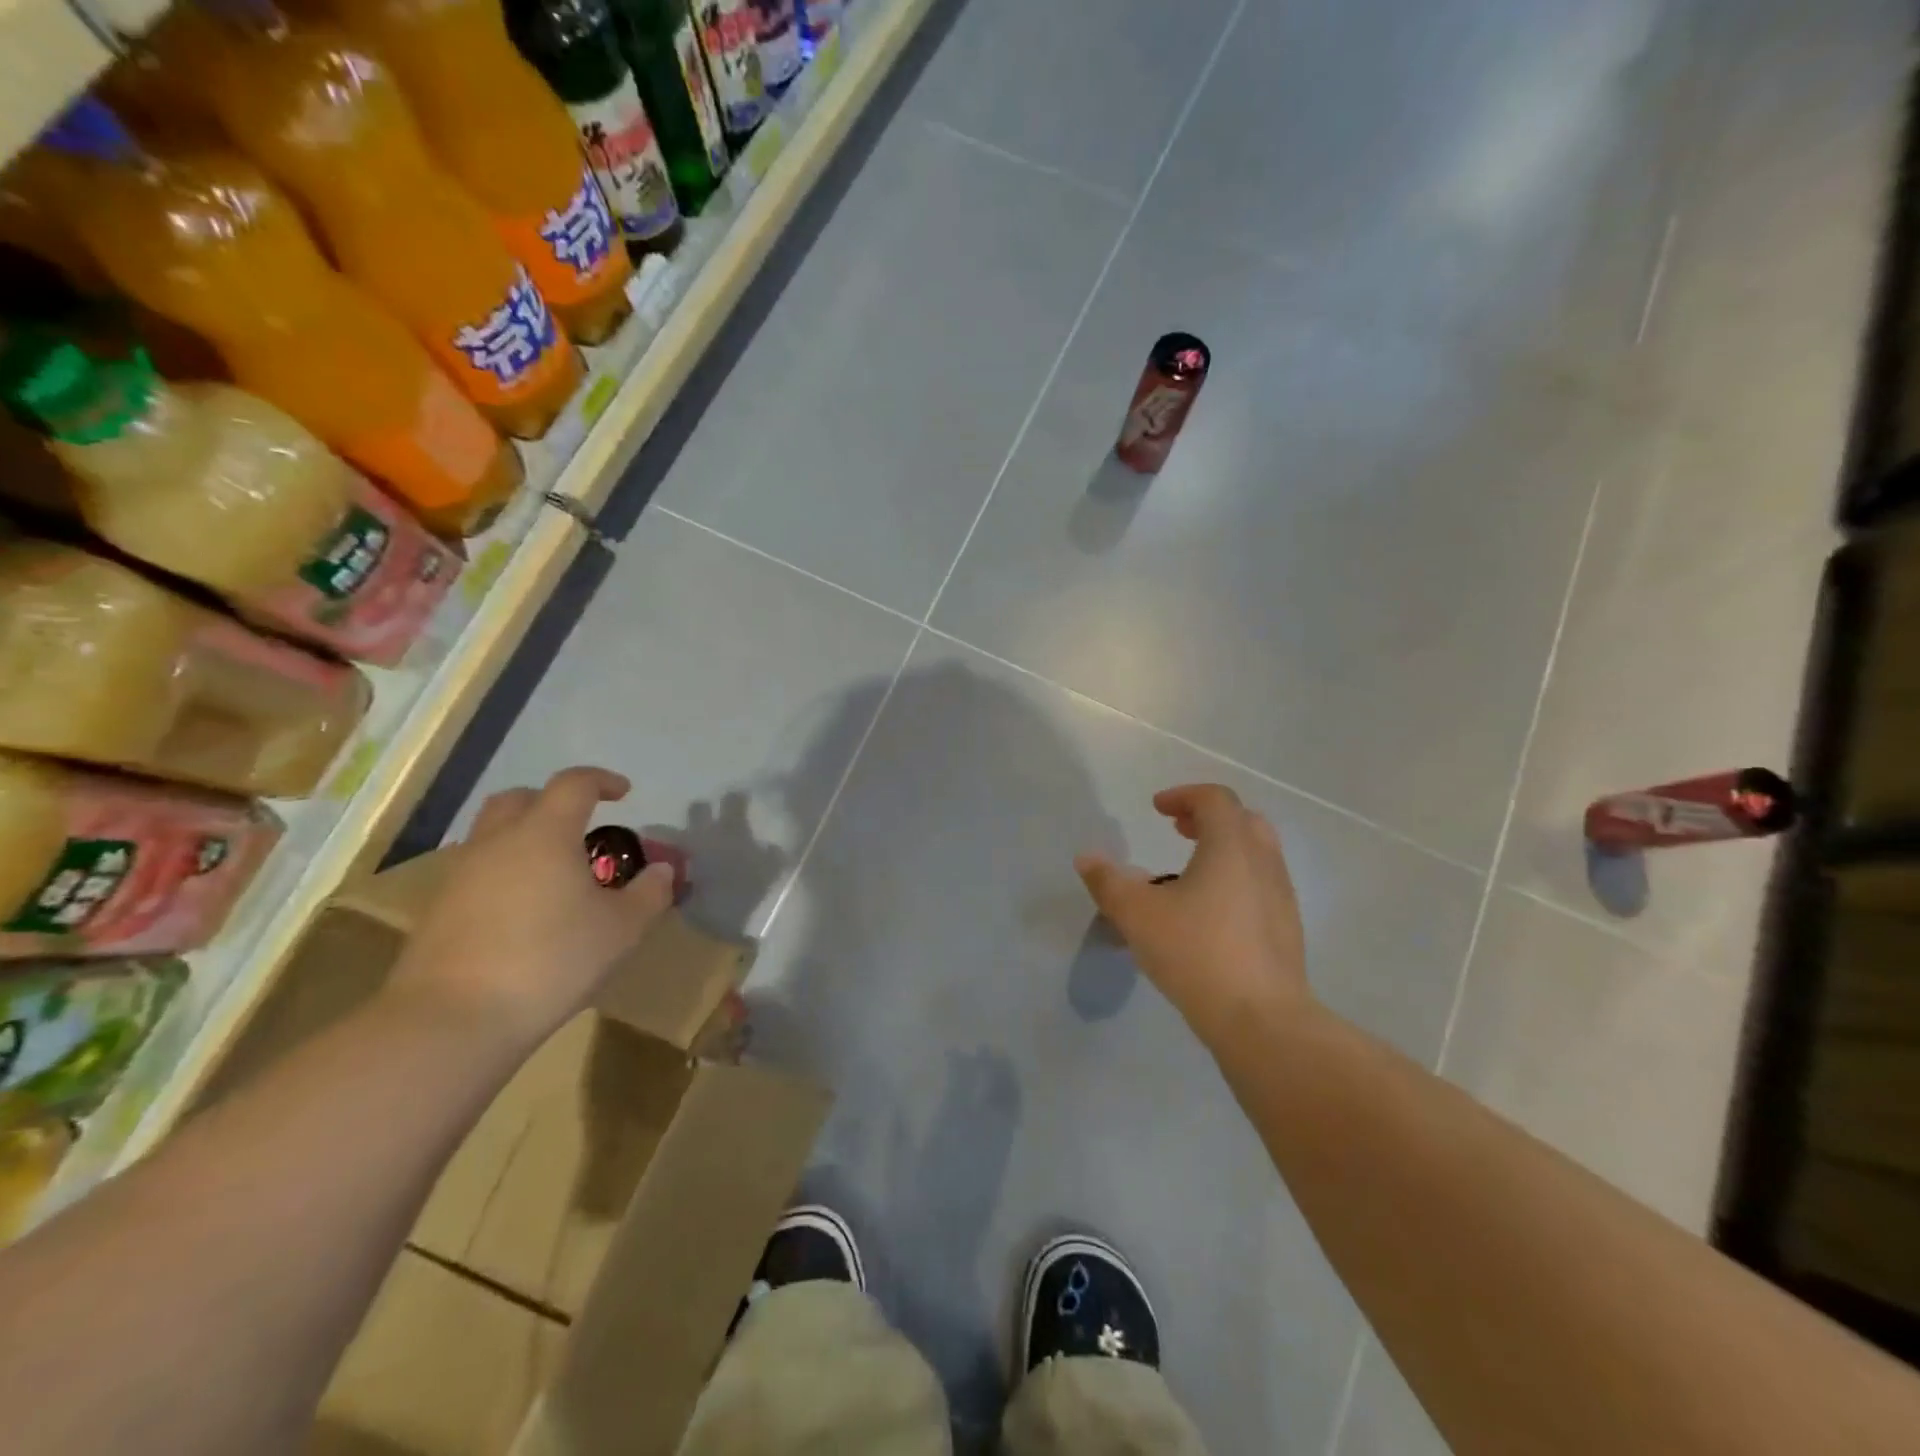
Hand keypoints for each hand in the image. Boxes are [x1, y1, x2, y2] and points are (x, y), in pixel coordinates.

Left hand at [394, 768, 675, 1050]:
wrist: (454, 1020)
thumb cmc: (551, 961)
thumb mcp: (622, 929)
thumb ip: (649, 893)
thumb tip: (663, 870)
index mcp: (545, 834)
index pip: (574, 784)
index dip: (602, 781)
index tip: (624, 793)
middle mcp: (497, 842)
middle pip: (520, 798)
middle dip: (553, 801)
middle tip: (580, 825)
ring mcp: (460, 875)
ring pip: (492, 834)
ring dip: (524, 837)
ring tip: (553, 871)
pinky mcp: (438, 910)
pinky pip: (477, 871)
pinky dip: (504, 872)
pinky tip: (522, 909)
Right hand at [1075, 784, 1310, 1048]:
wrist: (1262, 1020)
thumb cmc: (1196, 953)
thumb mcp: (1137, 914)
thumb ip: (1108, 881)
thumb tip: (1087, 858)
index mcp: (1231, 846)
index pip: (1215, 799)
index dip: (1184, 796)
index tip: (1157, 809)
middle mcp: (1263, 863)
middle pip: (1243, 820)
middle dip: (1208, 818)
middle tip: (1178, 830)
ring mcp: (1282, 897)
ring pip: (1256, 854)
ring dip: (1224, 849)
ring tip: (1189, 872)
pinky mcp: (1288, 930)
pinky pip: (1261, 886)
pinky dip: (1236, 879)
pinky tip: (1210, 913)